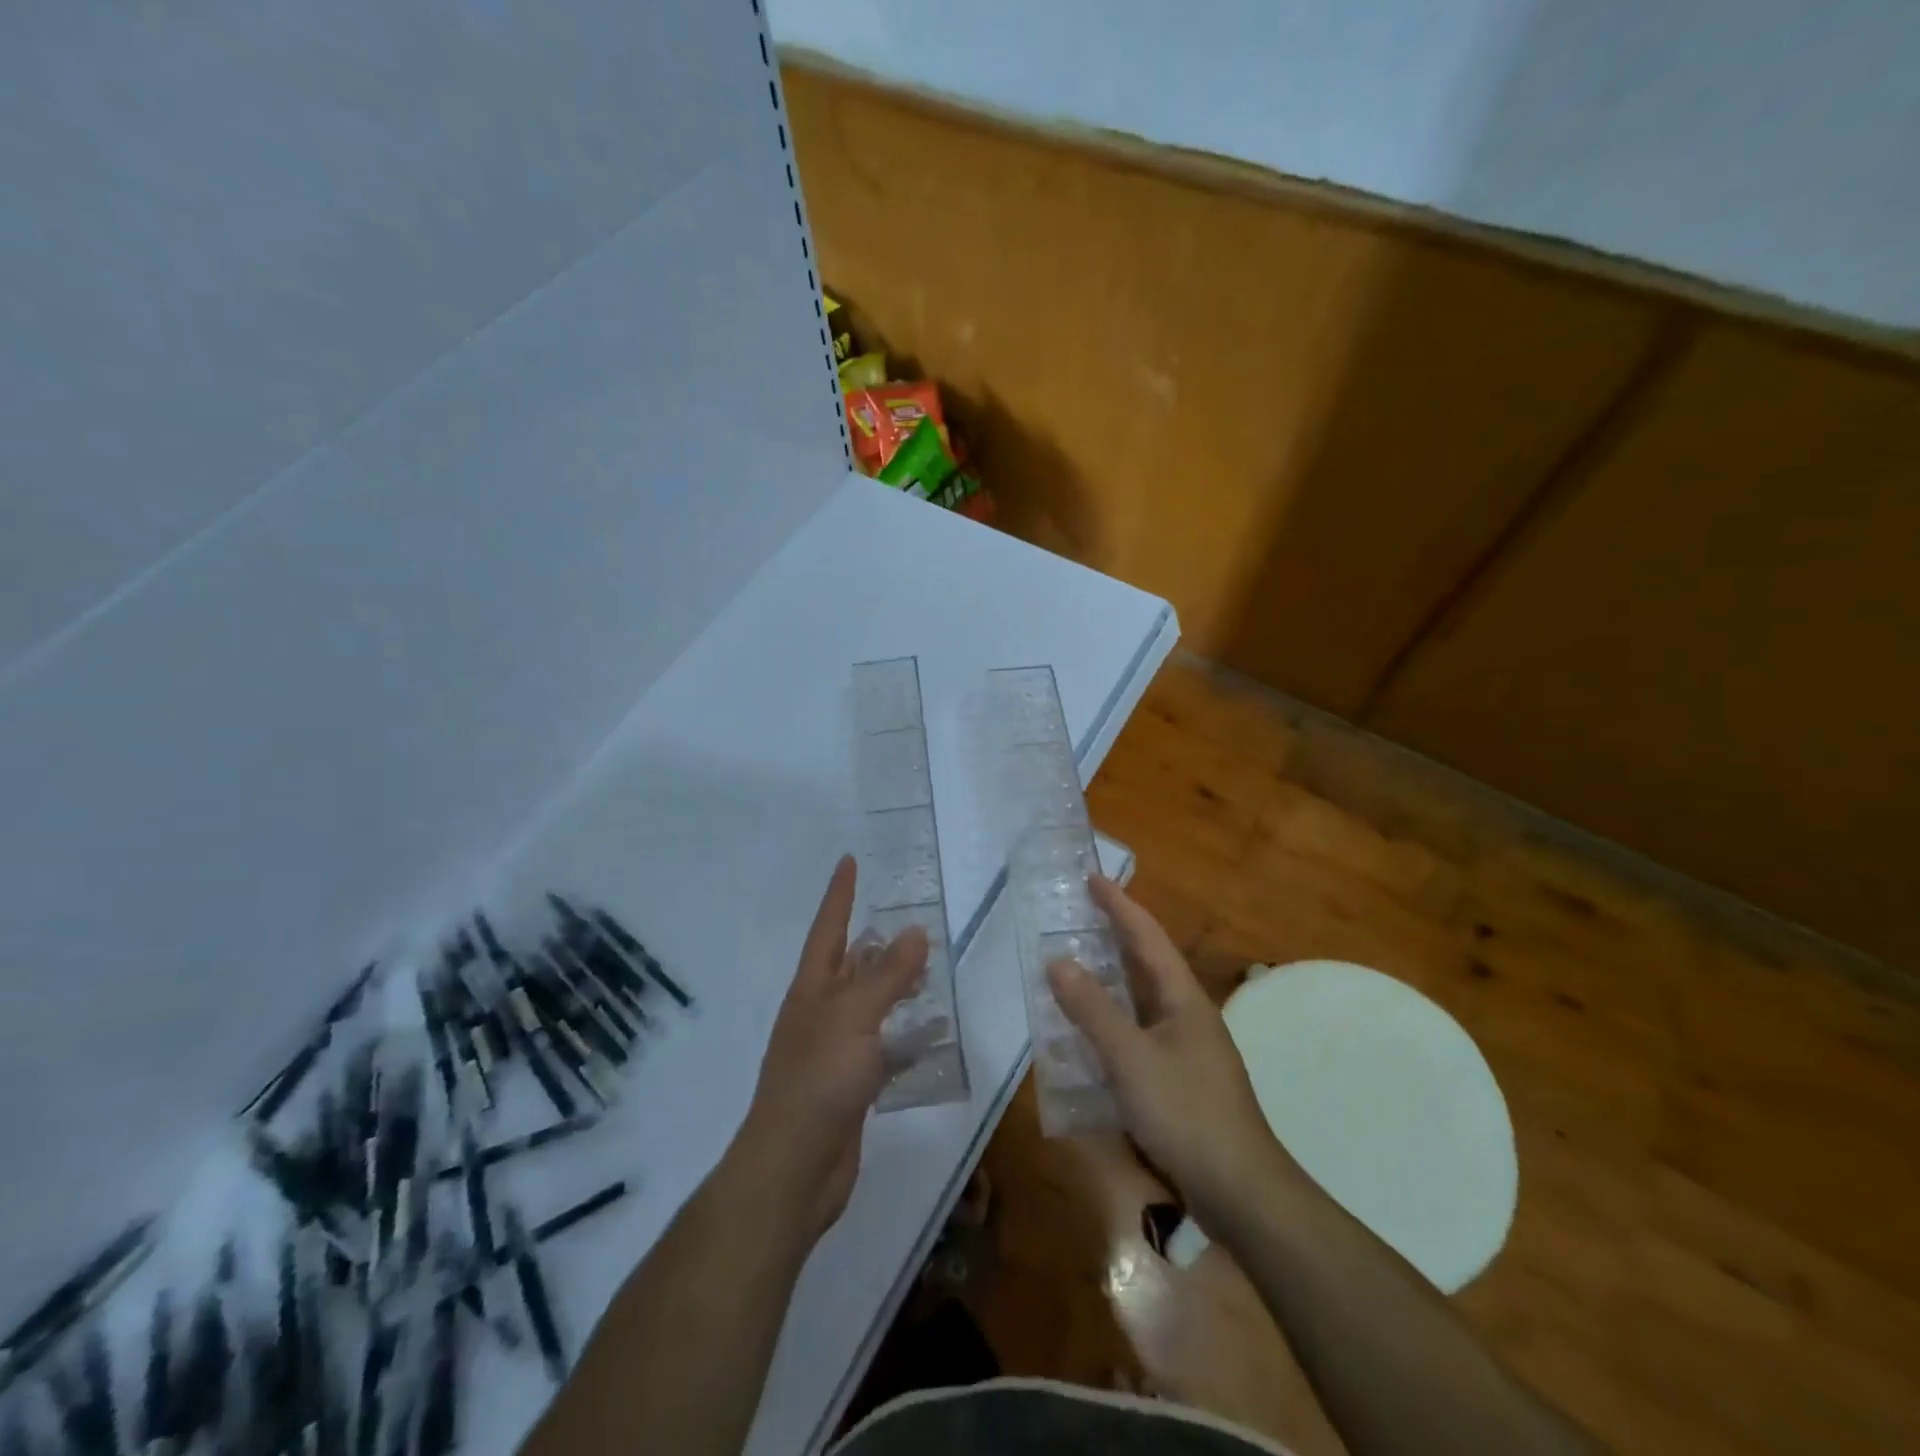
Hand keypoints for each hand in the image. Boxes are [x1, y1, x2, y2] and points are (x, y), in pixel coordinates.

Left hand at [732, 855, 927, 1243]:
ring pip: (870, 1006)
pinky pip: (884, 1047)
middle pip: (850, 966)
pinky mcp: (852, 1084)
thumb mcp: (854, 1018)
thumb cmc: (818, 1080)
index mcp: (812, 990)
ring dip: (896, 987)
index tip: (849, 861)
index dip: (839, 894)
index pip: (828, 929)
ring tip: (929, 970)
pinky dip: (907, 1036)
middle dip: (875, 942)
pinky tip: (934, 1034)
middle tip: (910, 919)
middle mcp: (821, 1013)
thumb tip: (914, 930)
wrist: (793, 1168)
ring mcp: (835, 1050)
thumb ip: (887, 975)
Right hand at [1047, 875, 1295, 1222]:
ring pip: (1142, 998)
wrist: (1241, 1191)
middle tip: (1078, 913)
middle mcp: (1186, 1014)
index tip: (1092, 878)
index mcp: (1182, 998)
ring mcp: (1185, 1047)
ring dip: (1111, 977)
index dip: (1119, 906)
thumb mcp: (1131, 1058)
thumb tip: (1058, 961)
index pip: (1147, 937)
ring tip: (1076, 961)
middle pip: (1146, 962)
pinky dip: (1112, 1018)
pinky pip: (1138, 1031)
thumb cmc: (1187, 1113)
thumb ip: (1092, 1010)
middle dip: (1114, 934)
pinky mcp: (1179, 1078)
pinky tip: (1090, 1030)